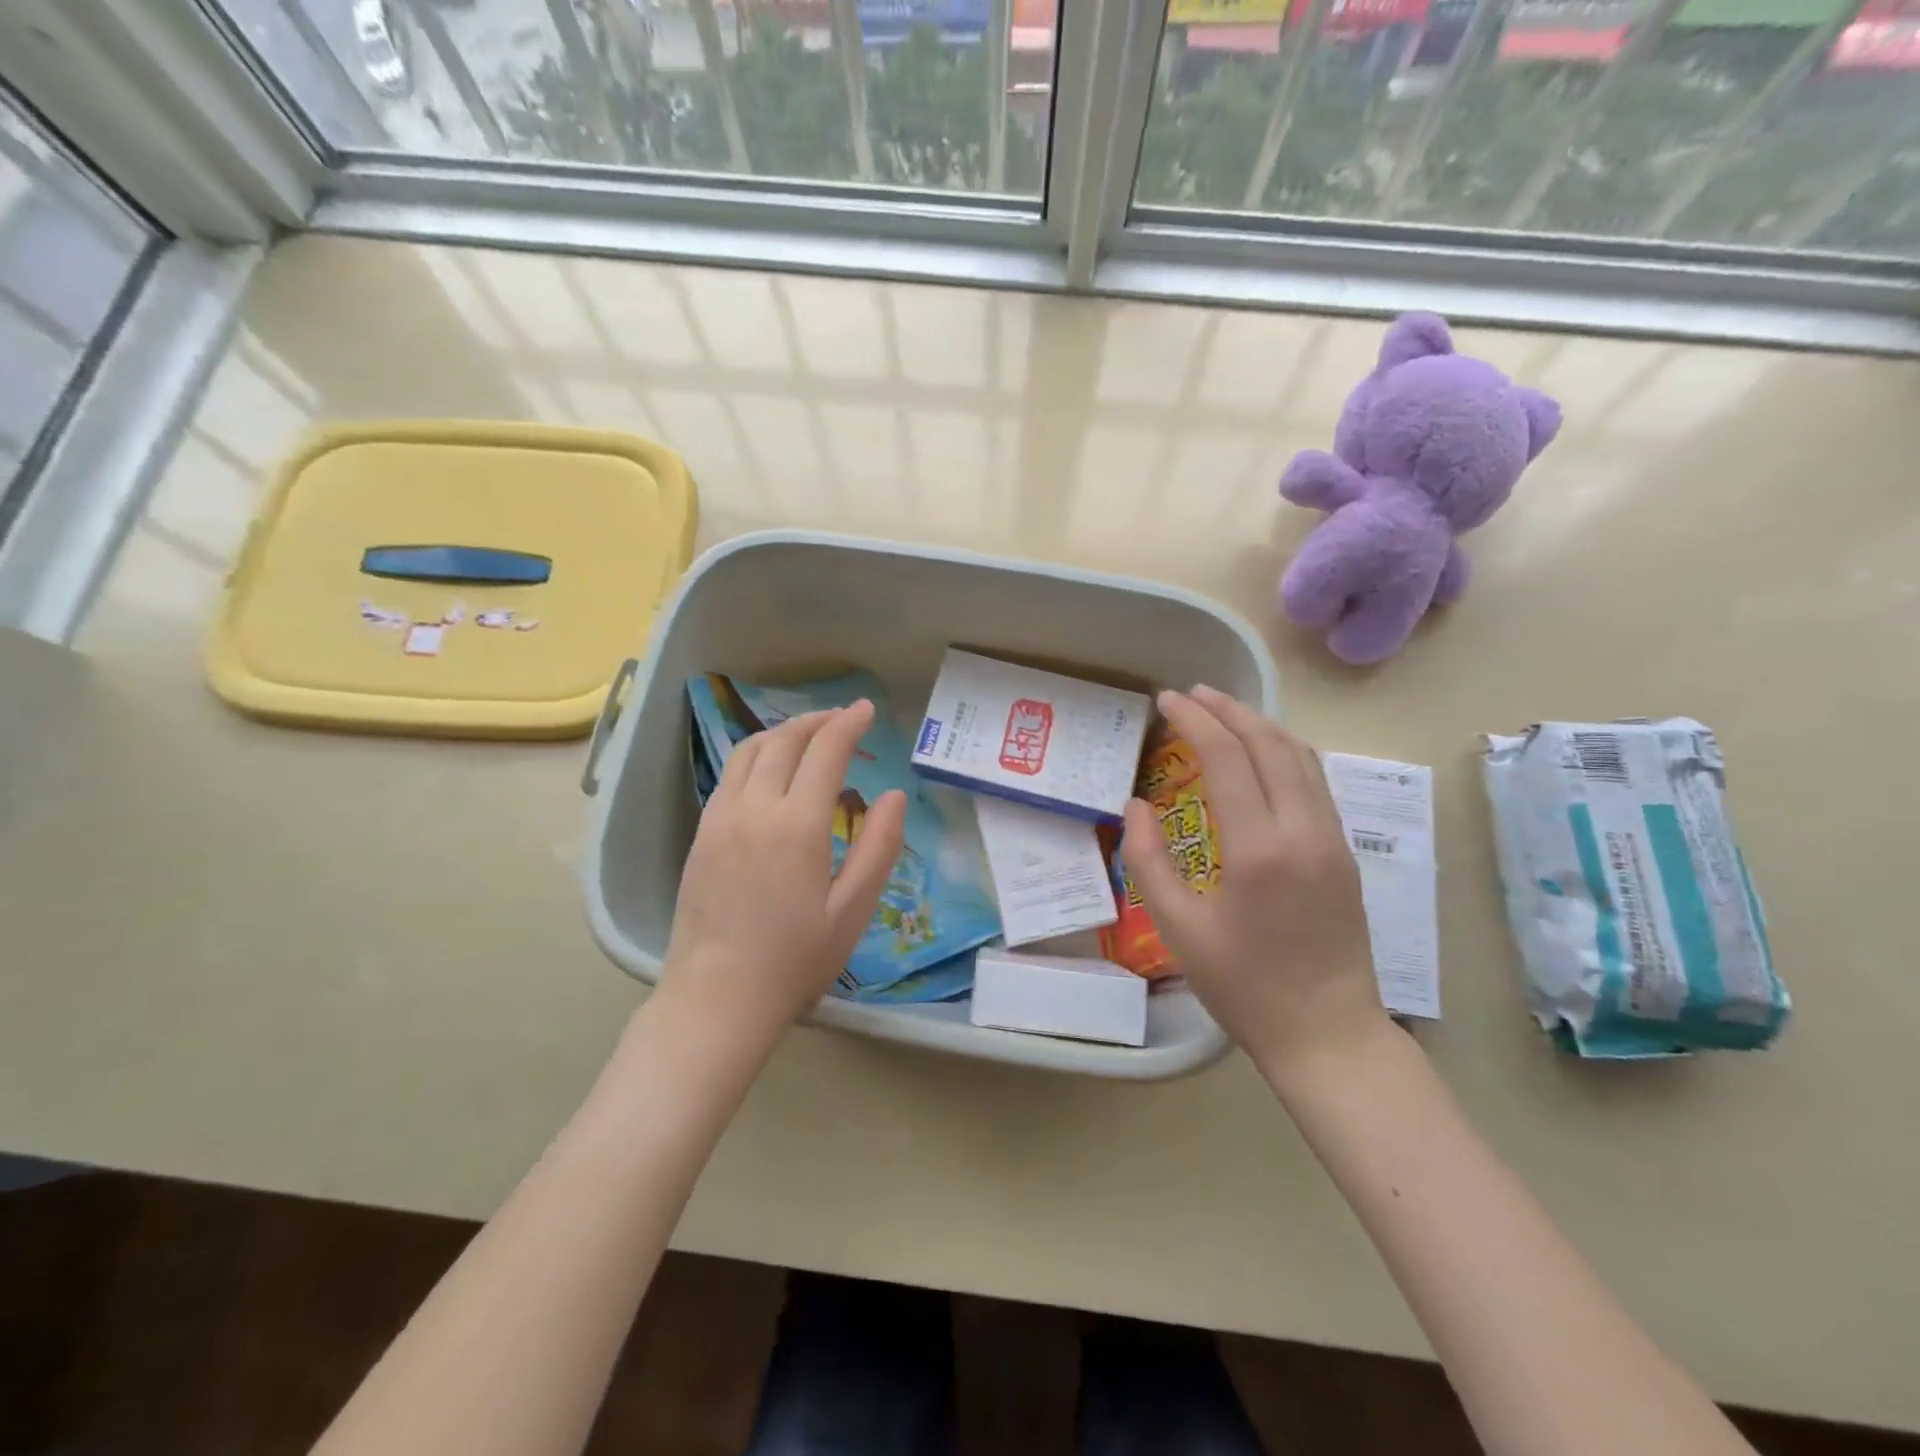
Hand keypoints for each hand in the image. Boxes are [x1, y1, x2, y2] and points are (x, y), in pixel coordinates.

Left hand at [659, 702, 906, 1055]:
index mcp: (798, 825)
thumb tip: (894, 795)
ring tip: (809, 736)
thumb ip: (878, 847)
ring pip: (750, 751)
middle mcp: (754, 808)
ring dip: (783, 733)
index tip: (867, 710)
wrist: (717, 997)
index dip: (849, 724)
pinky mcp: (701, 833)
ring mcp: (720, 818)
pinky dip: (757, 755)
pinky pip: (731, 775)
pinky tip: (772, 772)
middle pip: (785, 741)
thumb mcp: (853, 910)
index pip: (825, 752)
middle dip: (817, 721)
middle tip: (843, 720)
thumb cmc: (794, 960)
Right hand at [1120, 686, 1387, 1083]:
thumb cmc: (1244, 986)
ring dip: (1261, 725)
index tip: (1167, 700)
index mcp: (1259, 848)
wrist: (1327, 1034)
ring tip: (1225, 711)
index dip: (1195, 719)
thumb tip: (1136, 805)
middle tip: (1192, 693)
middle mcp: (1303, 830)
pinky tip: (1263, 754)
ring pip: (1301, 756)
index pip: (1226, 756)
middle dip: (1229, 709)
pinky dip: (1284, 751)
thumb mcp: (1178, 928)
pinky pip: (1315, 781)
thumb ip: (1148, 860)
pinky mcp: (1344, 852)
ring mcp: (1332, 839)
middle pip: (1269, 743)